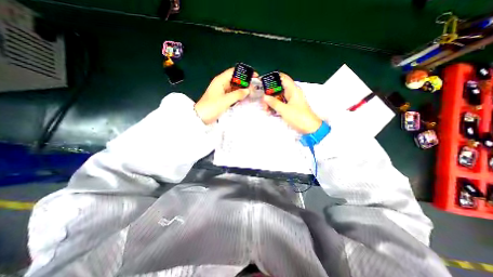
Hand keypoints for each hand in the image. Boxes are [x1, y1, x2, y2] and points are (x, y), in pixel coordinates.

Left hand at [193, 68, 251, 123]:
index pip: (234, 72)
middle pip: (236, 79)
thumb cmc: (212, 107)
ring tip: (252, 92)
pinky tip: (245, 97)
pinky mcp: (223, 98)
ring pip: (235, 87)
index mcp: (220, 80)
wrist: (201, 117)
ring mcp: (223, 91)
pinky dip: (239, 95)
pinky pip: (233, 94)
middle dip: (245, 82)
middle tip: (255, 87)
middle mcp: (222, 84)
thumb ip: (238, 94)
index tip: (255, 76)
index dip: (245, 73)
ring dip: (243, 89)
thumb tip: (248, 90)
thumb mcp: (225, 100)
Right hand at [263, 73, 321, 133]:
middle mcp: (292, 92)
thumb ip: (273, 102)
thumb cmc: (298, 117)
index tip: (264, 83)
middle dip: (269, 95)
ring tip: (266, 110)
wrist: (309, 128)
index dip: (273, 78)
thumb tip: (265, 97)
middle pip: (278, 88)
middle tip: (264, 103)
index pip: (282, 78)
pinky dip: (275, 106)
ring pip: (278, 96)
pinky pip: (280, 103)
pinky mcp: (290, 106)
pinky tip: (270, 112)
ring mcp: (291, 99)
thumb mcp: (284, 109)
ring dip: (271, 102)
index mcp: (293, 89)